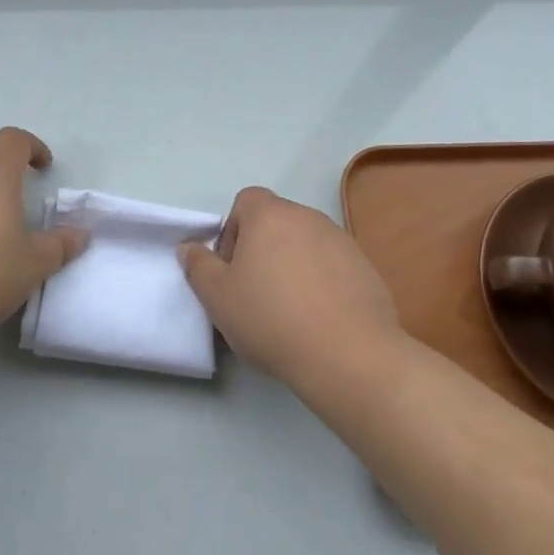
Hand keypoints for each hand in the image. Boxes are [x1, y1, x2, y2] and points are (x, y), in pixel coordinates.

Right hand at [178, 186, 402, 394]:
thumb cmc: (272, 318)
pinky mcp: (364, 266)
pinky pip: (332, 265)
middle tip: (255, 293)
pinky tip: (319, 318)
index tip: (232, 269)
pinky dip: (322, 282)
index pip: (246, 201)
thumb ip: (199, 266)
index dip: (233, 231)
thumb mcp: (218, 298)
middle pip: (276, 222)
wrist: (347, 353)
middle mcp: (307, 217)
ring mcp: (341, 240)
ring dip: (292, 265)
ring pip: (305, 243)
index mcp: (270, 215)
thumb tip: (189, 247)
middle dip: (261, 250)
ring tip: (289, 310)